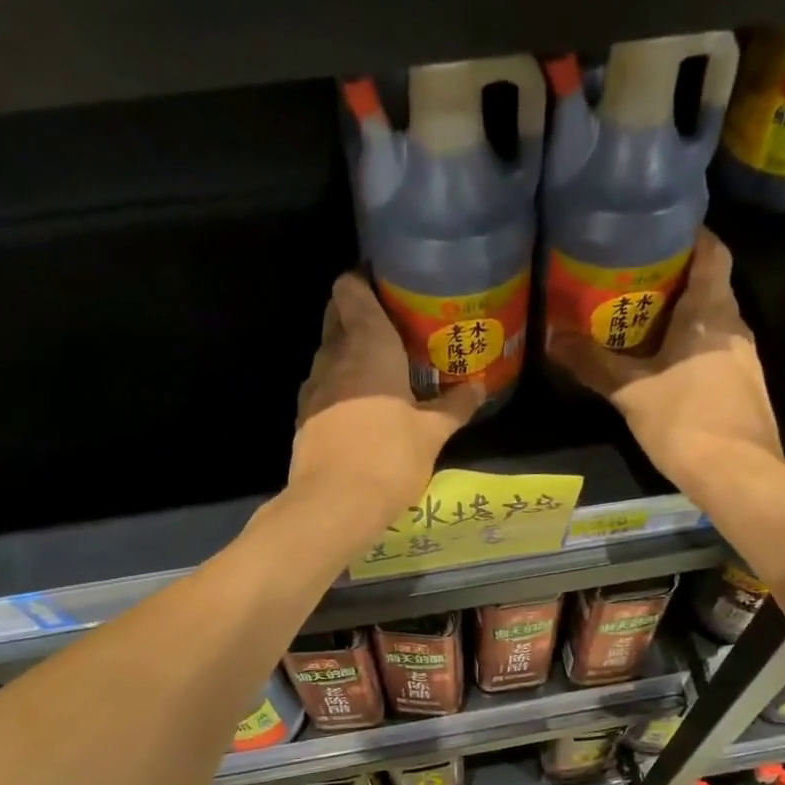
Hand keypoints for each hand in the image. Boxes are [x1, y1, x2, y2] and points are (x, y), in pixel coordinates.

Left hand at [289, 274, 484, 534]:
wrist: (334, 503)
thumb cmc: (389, 456)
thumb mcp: (432, 433)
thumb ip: (455, 406)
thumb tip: (479, 386)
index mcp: (367, 344)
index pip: (350, 289)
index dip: (363, 281)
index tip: (388, 287)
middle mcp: (334, 356)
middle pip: (336, 317)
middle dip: (358, 316)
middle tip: (393, 329)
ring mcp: (313, 388)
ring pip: (329, 354)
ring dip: (350, 355)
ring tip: (382, 370)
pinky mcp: (304, 418)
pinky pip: (324, 388)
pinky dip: (340, 387)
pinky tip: (362, 407)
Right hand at [546, 228, 784, 493]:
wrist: (738, 474)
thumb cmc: (685, 421)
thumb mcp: (631, 393)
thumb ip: (593, 364)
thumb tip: (552, 338)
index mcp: (711, 312)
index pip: (712, 253)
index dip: (690, 237)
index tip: (657, 234)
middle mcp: (734, 327)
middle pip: (708, 287)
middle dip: (673, 282)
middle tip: (630, 283)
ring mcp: (744, 359)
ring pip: (711, 324)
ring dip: (680, 320)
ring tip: (639, 325)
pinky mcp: (743, 388)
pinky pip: (714, 353)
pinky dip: (690, 350)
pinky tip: (663, 368)